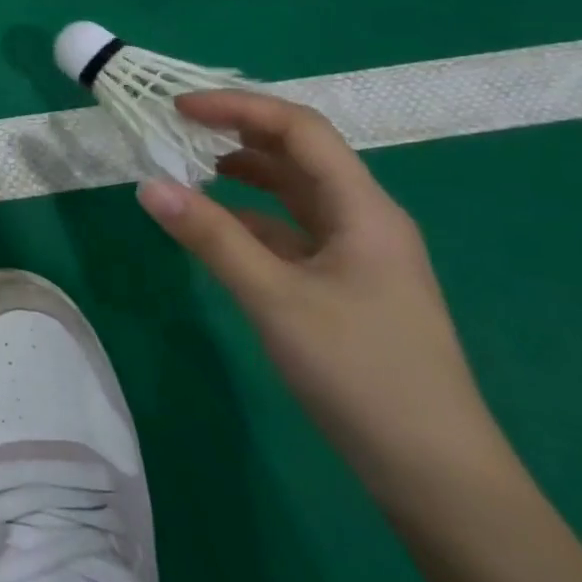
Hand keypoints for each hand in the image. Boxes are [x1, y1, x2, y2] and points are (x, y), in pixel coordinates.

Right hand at [136, 91, 507, 501]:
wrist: (433, 473)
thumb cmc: (360, 373)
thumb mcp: (275, 299)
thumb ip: (211, 237)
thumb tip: (147, 185)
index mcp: (363, 210)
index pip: (300, 130)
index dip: (239, 108)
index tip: (177, 108)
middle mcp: (364, 221)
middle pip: (299, 154)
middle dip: (238, 132)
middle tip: (176, 129)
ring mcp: (356, 255)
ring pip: (294, 193)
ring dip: (244, 173)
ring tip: (188, 167)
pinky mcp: (342, 286)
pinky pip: (289, 231)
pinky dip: (248, 217)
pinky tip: (214, 228)